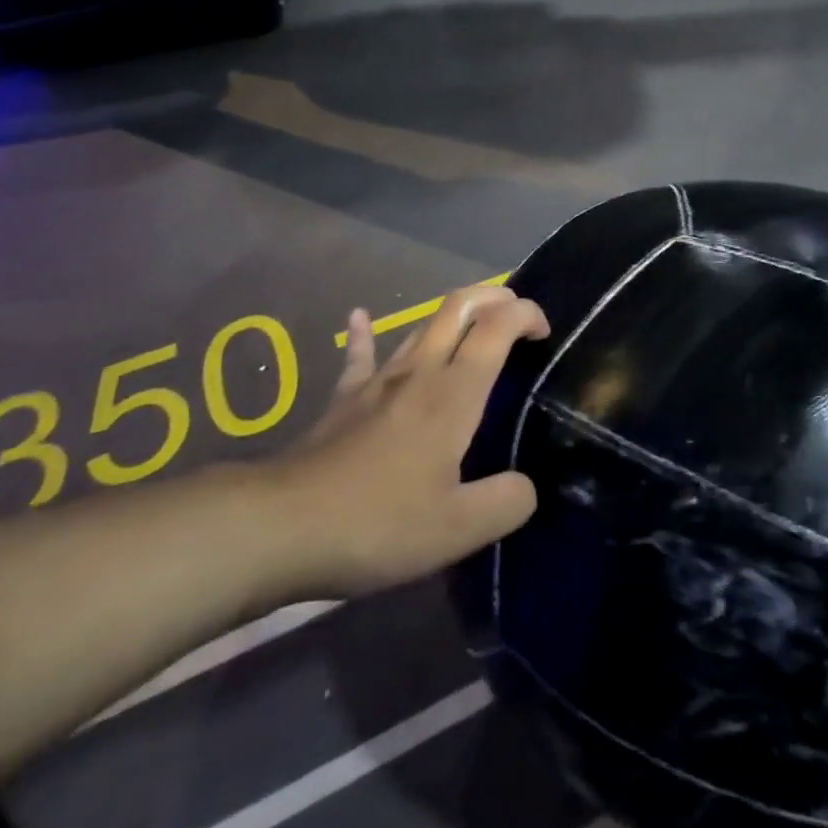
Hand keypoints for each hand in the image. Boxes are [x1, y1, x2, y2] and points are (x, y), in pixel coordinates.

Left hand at [263, 284, 548, 599]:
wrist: (282, 526)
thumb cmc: (378, 522)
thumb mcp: (458, 529)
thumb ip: (506, 503)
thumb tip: (526, 488)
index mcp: (454, 393)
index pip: (497, 326)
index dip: (526, 314)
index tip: (544, 332)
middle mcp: (420, 371)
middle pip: (459, 306)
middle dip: (494, 297)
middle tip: (515, 316)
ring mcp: (378, 381)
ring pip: (420, 326)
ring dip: (451, 315)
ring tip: (472, 326)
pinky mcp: (345, 399)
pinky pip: (359, 355)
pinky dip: (364, 333)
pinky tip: (358, 317)